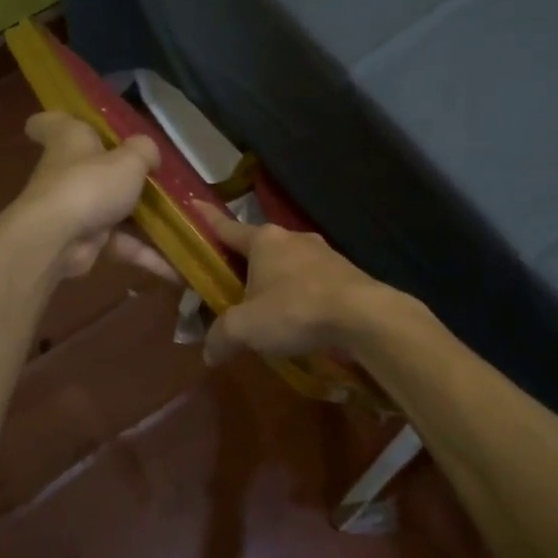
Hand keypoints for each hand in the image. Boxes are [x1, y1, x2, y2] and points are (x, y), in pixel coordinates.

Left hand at [9, 113, 172, 280]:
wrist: (57, 239)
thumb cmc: (90, 184)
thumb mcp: (130, 159)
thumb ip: (145, 151)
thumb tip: (149, 153)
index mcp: (70, 139)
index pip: (52, 122)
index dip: (61, 119)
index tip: (79, 123)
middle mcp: (68, 171)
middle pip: (91, 167)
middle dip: (120, 173)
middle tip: (156, 176)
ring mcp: (75, 208)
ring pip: (112, 208)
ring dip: (142, 219)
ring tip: (180, 222)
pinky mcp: (84, 240)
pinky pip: (120, 244)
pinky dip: (145, 255)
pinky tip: (175, 267)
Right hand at [194, 203, 390, 365]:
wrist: (363, 316)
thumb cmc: (295, 309)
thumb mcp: (246, 328)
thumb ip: (221, 337)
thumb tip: (209, 353)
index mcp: (264, 240)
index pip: (225, 227)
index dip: (207, 219)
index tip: (194, 204)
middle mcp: (292, 238)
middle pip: (257, 248)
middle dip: (242, 265)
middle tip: (228, 285)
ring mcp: (322, 253)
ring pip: (287, 265)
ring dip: (274, 283)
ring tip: (266, 310)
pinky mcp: (344, 273)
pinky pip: (311, 281)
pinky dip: (299, 296)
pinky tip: (299, 319)